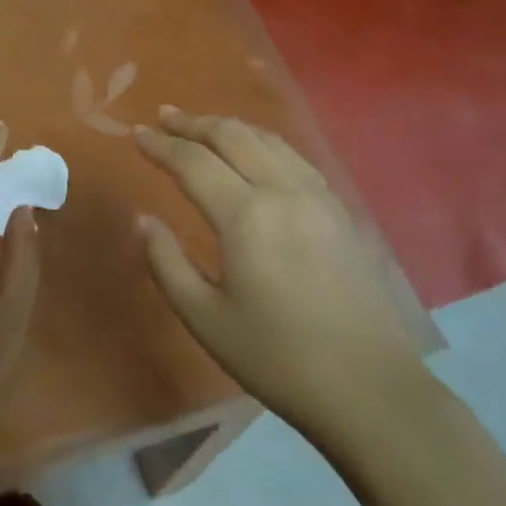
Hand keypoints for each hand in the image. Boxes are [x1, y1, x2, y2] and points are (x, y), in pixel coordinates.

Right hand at [133, 107, 422, 436]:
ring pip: (267, 139)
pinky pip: (294, 157)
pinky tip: (256, 153)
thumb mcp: (205, 318)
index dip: (160, 145)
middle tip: (164, 117)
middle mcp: (282, 191)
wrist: (369, 388)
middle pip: (232, 136)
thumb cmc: (277, 358)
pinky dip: (263, 143)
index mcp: (245, 216)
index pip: (193, 162)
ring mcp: (317, 196)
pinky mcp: (340, 210)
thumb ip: (167, 262)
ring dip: (229, 127)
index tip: (135, 135)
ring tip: (203, 127)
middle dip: (193, 123)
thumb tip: (143, 220)